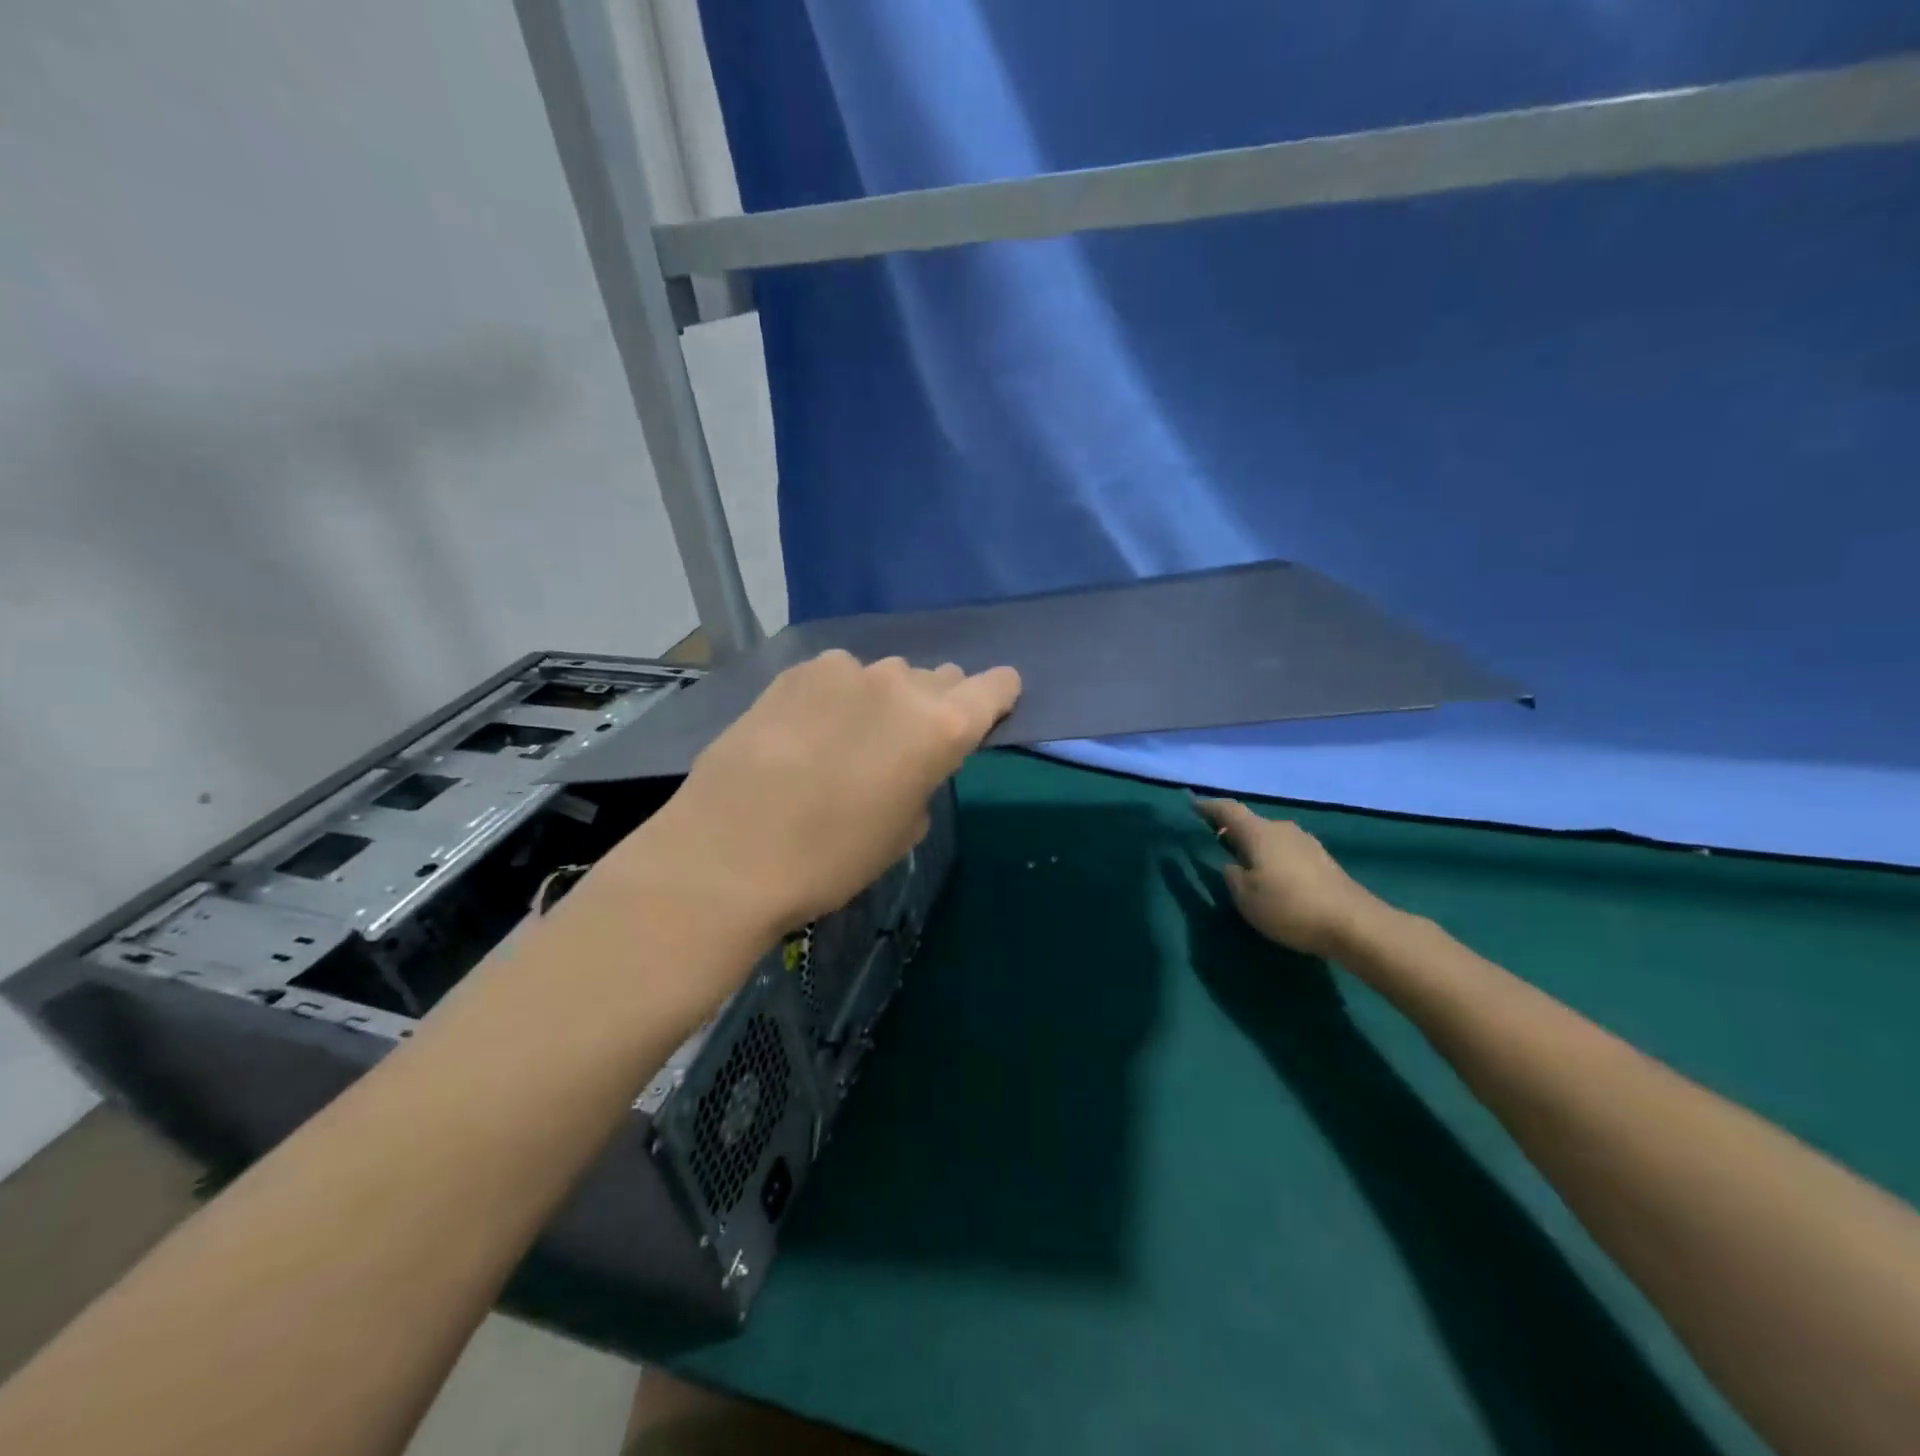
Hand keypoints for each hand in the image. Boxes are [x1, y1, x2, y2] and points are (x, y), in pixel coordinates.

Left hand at [616, 651, 1020, 938]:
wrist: (728, 854)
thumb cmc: (831, 859)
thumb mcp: (902, 830)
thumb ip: (925, 777)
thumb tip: (911, 758)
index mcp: (941, 727)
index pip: (995, 687)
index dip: (995, 699)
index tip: (984, 715)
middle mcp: (901, 684)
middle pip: (940, 678)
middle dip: (934, 705)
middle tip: (904, 745)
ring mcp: (845, 670)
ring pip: (884, 676)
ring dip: (881, 701)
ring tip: (846, 741)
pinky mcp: (796, 671)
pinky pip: (837, 677)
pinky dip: (836, 697)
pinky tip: (806, 732)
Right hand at [1192, 798, 1386, 959]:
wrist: (1354, 924)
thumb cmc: (1289, 907)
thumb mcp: (1246, 897)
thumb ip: (1232, 875)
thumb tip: (1233, 864)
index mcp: (1259, 833)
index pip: (1228, 810)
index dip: (1209, 807)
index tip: (1193, 806)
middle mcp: (1282, 829)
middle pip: (1251, 822)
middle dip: (1231, 829)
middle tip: (1214, 840)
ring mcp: (1306, 843)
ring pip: (1270, 837)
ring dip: (1253, 845)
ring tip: (1242, 860)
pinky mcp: (1322, 860)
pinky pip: (1286, 850)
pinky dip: (1272, 856)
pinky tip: (1271, 875)